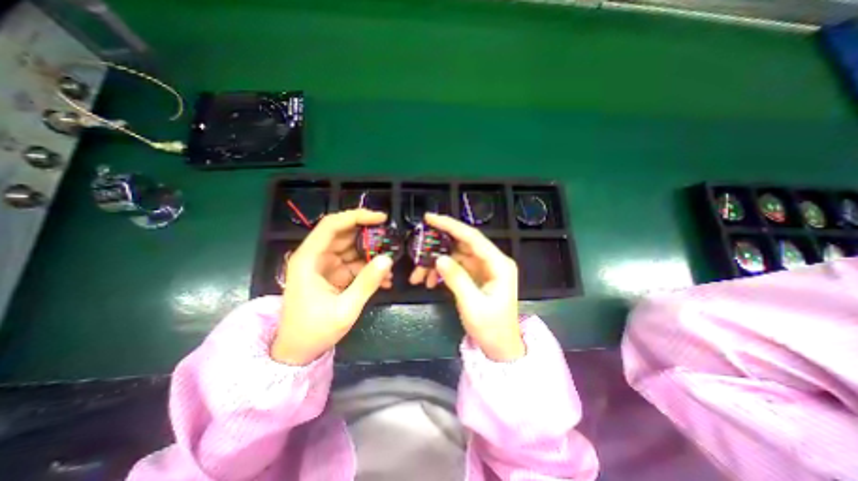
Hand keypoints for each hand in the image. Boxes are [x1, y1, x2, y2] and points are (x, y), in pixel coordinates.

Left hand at [273, 209, 393, 364]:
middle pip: (344, 234)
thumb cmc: (314, 331)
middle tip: (391, 239)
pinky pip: (354, 264)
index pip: (332, 226)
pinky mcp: (333, 275)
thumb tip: (388, 259)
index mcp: (309, 259)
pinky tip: (384, 279)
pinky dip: (369, 269)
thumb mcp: (345, 309)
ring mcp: (325, 265)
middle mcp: (315, 257)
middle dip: (369, 236)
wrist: (298, 352)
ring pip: (352, 249)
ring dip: (372, 254)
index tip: (380, 218)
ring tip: (391, 262)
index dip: (356, 217)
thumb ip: (367, 283)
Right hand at [408, 215, 521, 359]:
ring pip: (456, 256)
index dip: (451, 225)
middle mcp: (492, 261)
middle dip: (438, 245)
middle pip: (462, 244)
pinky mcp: (476, 276)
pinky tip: (429, 281)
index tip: (430, 218)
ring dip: (436, 262)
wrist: (500, 347)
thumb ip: (457, 279)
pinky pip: (456, 267)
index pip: (473, 238)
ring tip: (418, 275)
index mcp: (499, 264)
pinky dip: (441, 271)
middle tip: (418, 244)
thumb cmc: (491, 328)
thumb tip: (439, 258)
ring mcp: (484, 268)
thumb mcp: (472, 305)